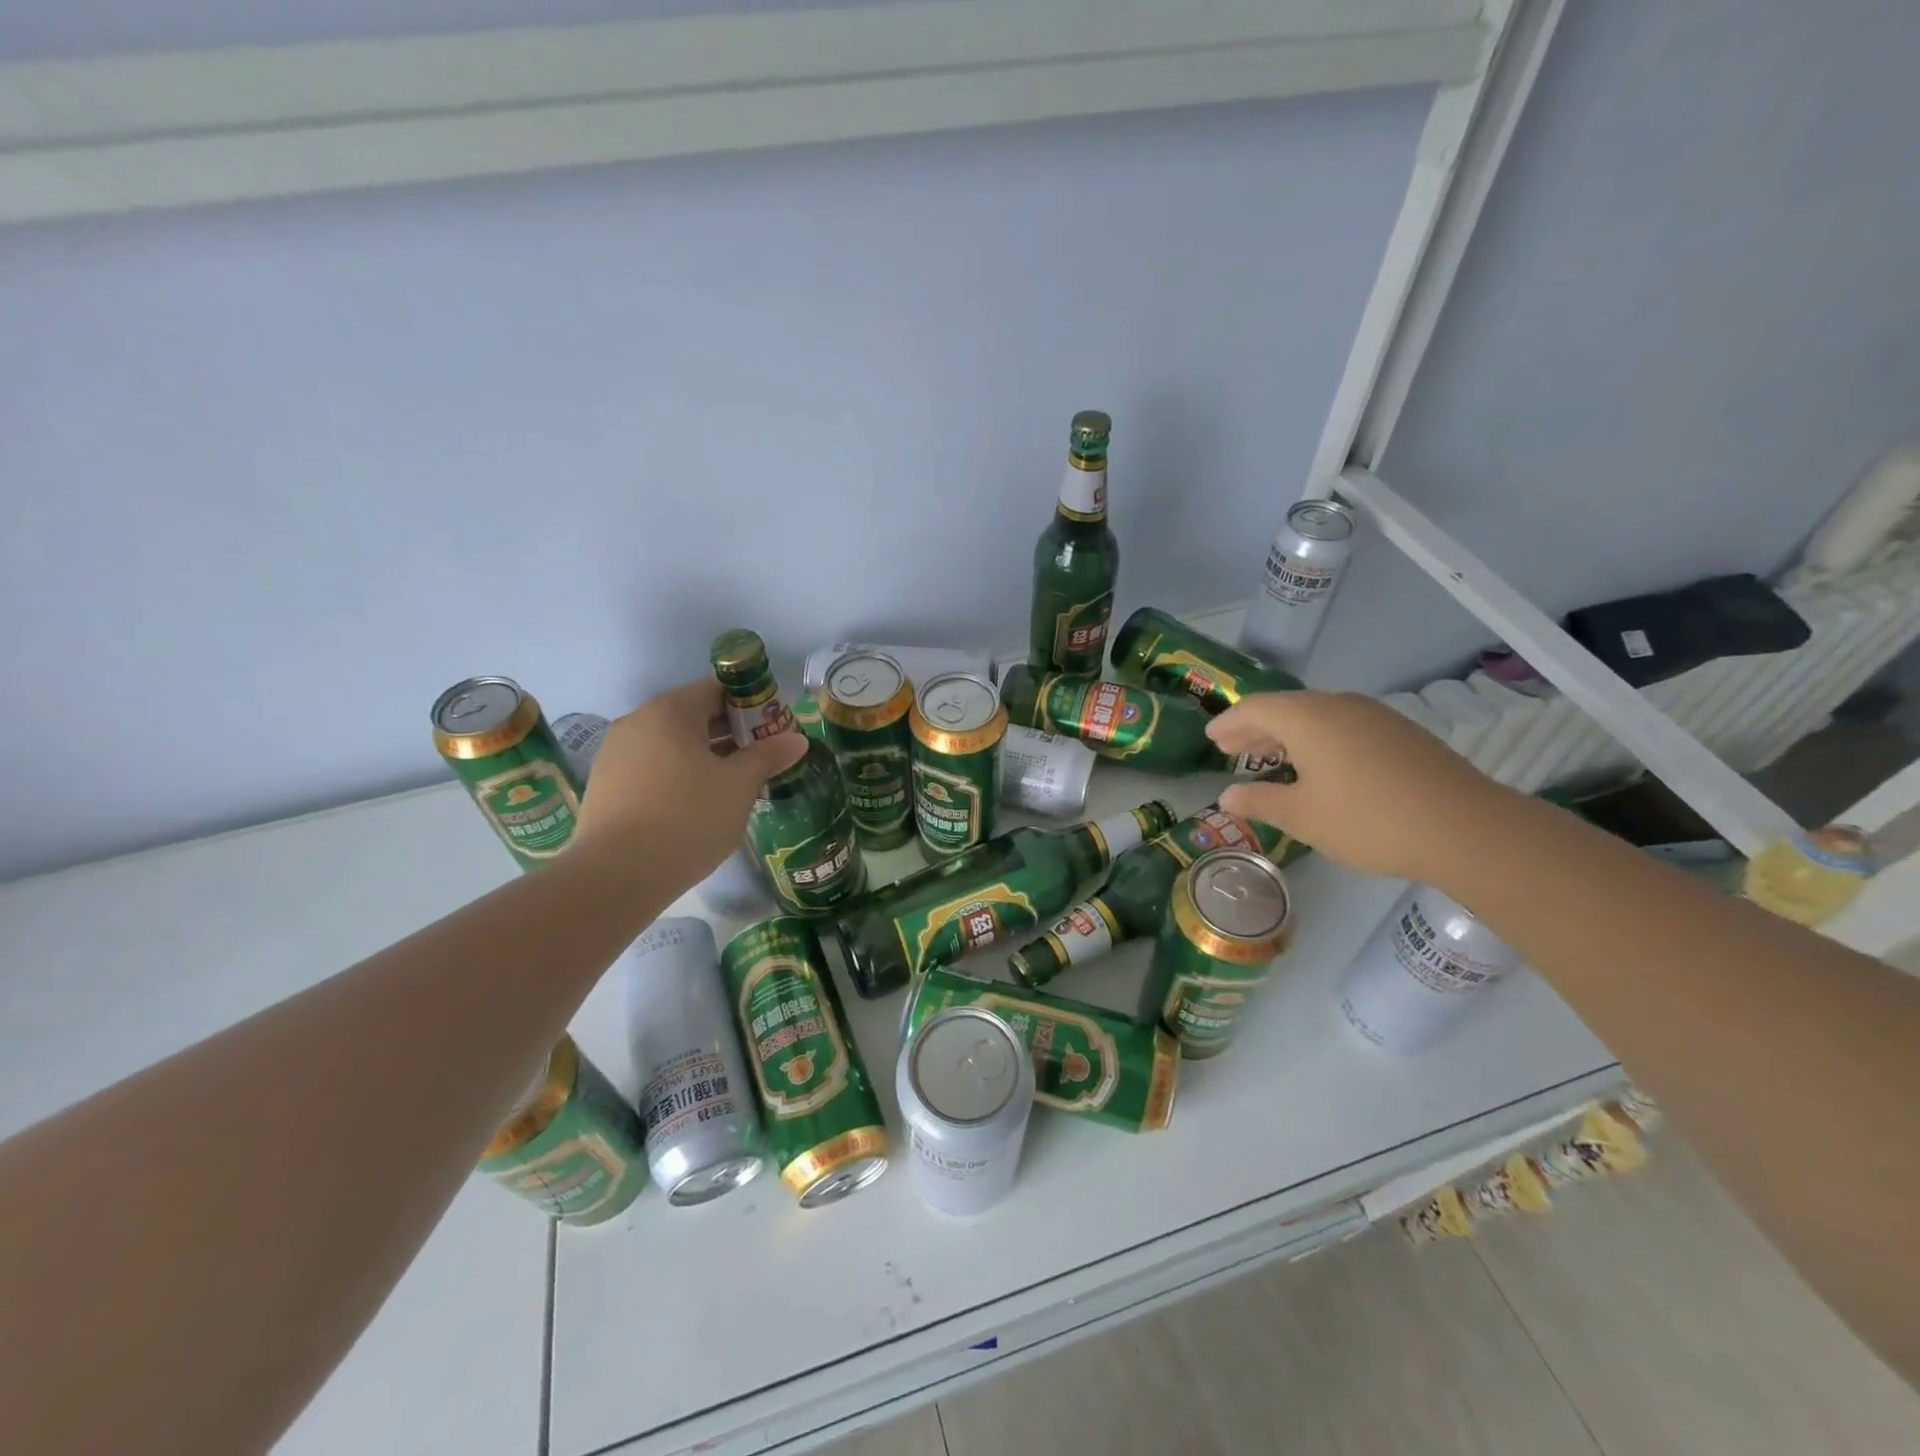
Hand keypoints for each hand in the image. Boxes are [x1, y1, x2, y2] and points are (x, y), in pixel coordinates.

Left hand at [572, 680, 806, 882]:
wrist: (615, 876)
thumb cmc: (687, 819)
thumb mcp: (739, 786)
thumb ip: (768, 756)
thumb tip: (797, 739)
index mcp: (670, 711)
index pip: (718, 689)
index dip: (753, 704)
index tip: (774, 730)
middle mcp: (637, 722)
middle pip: (694, 714)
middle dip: (731, 732)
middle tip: (762, 758)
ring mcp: (615, 754)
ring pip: (672, 743)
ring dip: (705, 755)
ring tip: (733, 784)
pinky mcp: (605, 785)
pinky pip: (652, 767)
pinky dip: (679, 775)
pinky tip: (696, 805)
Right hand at [1208, 690, 1505, 882]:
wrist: (1464, 827)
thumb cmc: (1367, 819)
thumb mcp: (1301, 816)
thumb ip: (1259, 801)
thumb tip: (1227, 796)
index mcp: (1308, 718)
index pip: (1255, 708)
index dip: (1229, 723)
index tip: (1211, 738)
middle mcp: (1339, 705)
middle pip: (1286, 708)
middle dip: (1255, 729)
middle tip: (1232, 750)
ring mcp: (1375, 716)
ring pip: (1317, 716)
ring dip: (1288, 735)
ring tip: (1271, 758)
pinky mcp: (1401, 733)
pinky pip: (1343, 726)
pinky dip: (1318, 740)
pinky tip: (1320, 766)